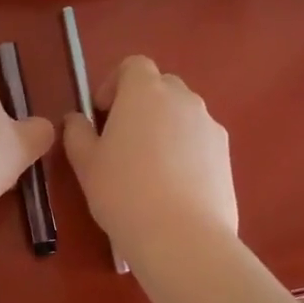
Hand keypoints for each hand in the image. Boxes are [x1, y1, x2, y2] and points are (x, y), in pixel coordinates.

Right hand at [63, 55, 237, 263]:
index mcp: (145, 92)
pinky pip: (200, 140)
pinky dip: (185, 151)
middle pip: (161, 86)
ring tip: (148, 167)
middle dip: (141, 103)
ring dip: (164, 127)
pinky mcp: (226, 155)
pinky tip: (172, 186)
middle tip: (122, 138)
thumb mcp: (85, 163)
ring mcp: (209, 126)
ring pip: (183, 114)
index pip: (133, 65)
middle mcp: (182, 99)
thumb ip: (77, 133)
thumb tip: (77, 120)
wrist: (182, 237)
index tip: (102, 113)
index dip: (114, 83)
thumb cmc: (123, 192)